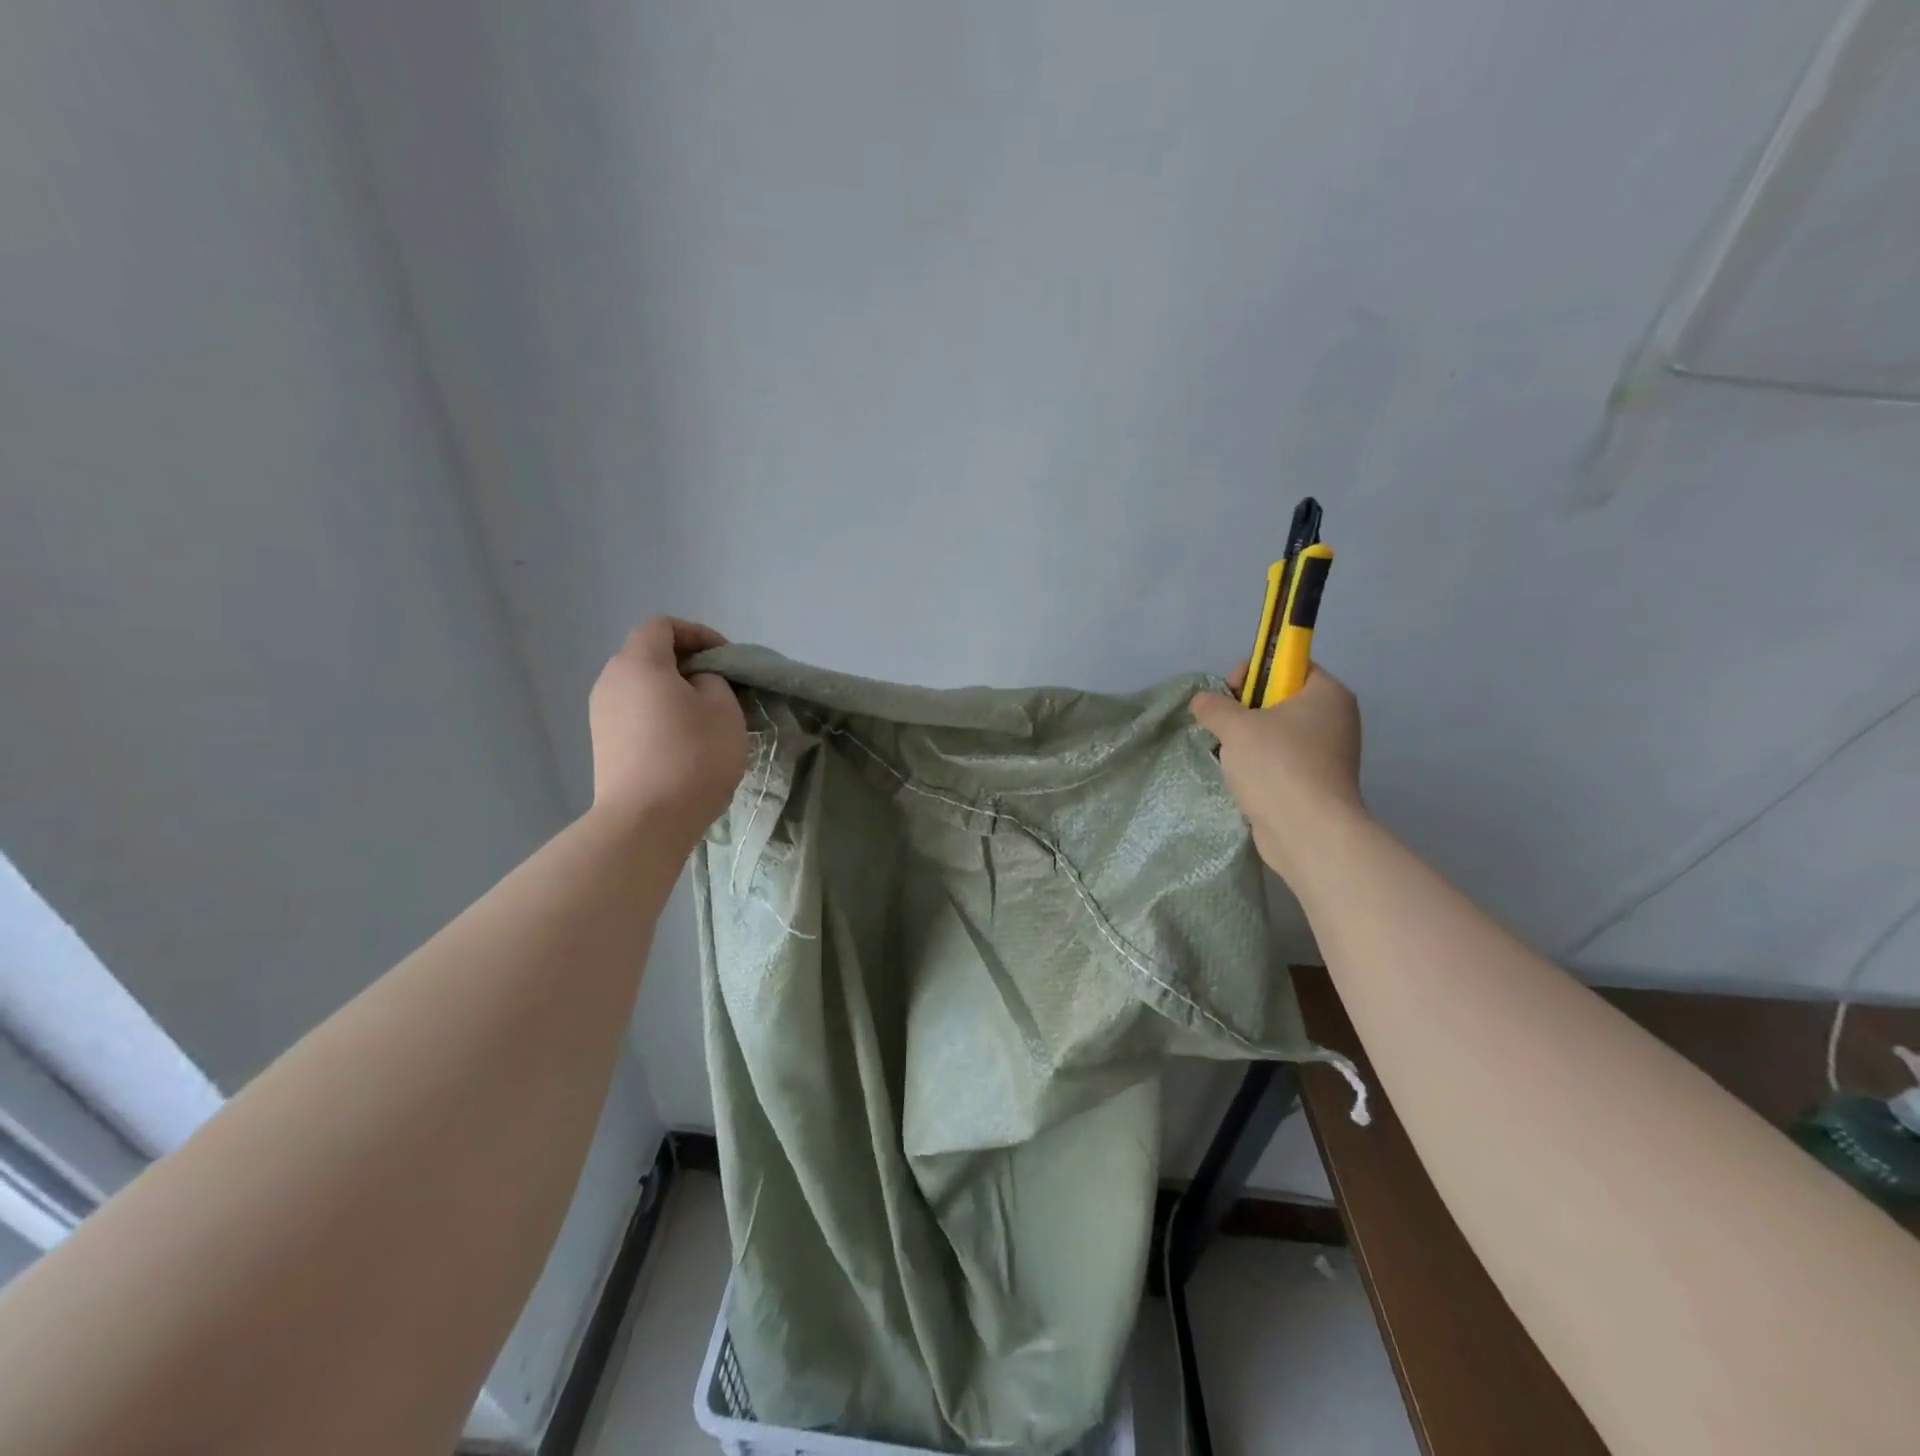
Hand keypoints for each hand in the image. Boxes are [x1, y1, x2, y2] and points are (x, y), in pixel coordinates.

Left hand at [588, 618, 747, 845]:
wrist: (645, 821)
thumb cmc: (692, 756)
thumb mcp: (724, 708)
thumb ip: (713, 680)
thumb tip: (696, 683)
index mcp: (638, 662)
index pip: (663, 626)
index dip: (698, 634)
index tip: (727, 659)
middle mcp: (611, 681)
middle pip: (649, 656)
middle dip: (688, 664)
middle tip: (722, 688)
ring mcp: (601, 715)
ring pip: (642, 688)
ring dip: (674, 694)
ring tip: (706, 719)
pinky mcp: (604, 746)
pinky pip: (636, 715)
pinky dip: (660, 717)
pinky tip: (685, 745)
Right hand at [1191, 665, 1366, 885]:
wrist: (1308, 832)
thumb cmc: (1277, 766)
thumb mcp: (1236, 726)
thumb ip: (1214, 706)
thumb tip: (1202, 701)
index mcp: (1327, 694)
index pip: (1291, 665)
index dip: (1257, 671)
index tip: (1230, 691)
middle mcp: (1335, 719)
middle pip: (1282, 699)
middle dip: (1246, 710)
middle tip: (1224, 725)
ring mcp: (1329, 755)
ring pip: (1279, 734)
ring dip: (1249, 741)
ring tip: (1228, 755)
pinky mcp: (1317, 784)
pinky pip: (1282, 762)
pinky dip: (1261, 766)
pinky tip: (1242, 779)